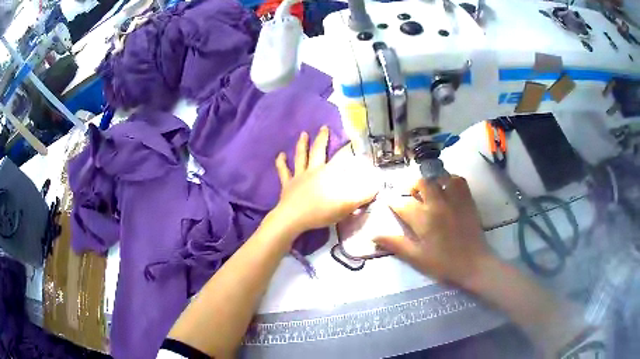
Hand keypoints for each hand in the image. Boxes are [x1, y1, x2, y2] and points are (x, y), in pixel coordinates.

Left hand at [273, 127, 378, 236]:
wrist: (294, 218)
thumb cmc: (321, 212)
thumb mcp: (347, 205)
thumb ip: (363, 195)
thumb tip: (377, 185)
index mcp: (329, 174)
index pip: (341, 158)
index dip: (348, 149)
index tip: (353, 139)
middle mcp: (314, 170)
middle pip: (318, 151)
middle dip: (323, 139)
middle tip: (324, 127)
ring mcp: (299, 176)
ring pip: (301, 156)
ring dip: (302, 144)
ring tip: (303, 134)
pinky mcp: (287, 184)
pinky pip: (283, 172)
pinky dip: (281, 163)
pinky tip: (280, 155)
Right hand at [374, 176, 495, 287]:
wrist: (473, 264)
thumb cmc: (443, 264)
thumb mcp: (416, 258)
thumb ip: (396, 244)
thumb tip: (373, 235)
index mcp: (423, 219)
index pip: (402, 204)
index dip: (393, 202)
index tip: (389, 201)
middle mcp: (437, 204)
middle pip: (421, 183)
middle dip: (411, 186)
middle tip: (410, 194)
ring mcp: (454, 199)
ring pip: (439, 177)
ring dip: (430, 181)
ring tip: (428, 189)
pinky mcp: (467, 199)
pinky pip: (458, 180)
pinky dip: (450, 179)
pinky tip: (447, 188)